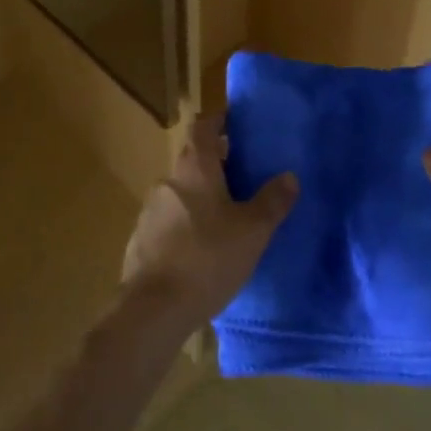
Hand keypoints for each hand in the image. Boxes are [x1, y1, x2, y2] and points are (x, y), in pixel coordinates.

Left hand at [121, 111, 297, 334]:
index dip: (218, 121)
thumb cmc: (207, 258)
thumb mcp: (252, 231)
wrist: (152, 309)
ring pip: (181, 192)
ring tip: (225, 218)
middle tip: (243, 178)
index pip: (203, 126)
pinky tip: (201, 250)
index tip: (236, 125)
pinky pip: (168, 221)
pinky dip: (185, 224)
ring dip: (200, 197)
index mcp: (195, 168)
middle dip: (216, 164)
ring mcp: (150, 210)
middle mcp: (169, 180)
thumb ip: (272, 201)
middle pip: (193, 159)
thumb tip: (289, 175)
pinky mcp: (141, 239)